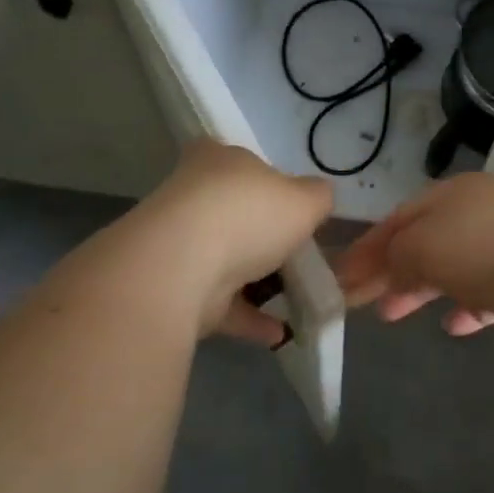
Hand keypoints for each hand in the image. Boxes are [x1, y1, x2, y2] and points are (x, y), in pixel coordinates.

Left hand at [140, 141, 332, 343]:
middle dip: (262, 232)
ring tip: (296, 296)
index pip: (238, 160)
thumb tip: (319, 196)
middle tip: (298, 250)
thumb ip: (318, 197)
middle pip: (232, 211)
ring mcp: (178, 244)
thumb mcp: (306, 199)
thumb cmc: (248, 215)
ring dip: (257, 279)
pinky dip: (249, 317)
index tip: (288, 201)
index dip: (265, 178)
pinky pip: (221, 302)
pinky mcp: (174, 290)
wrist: (180, 269)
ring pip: (226, 259)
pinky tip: (281, 332)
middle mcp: (191, 195)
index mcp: (217, 160)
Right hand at [336, 173, 493, 343]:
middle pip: (428, 239)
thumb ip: (396, 256)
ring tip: (399, 313)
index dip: (368, 247)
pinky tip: (457, 325)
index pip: (400, 217)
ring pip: (459, 264)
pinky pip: (492, 290)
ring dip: (427, 288)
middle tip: (367, 302)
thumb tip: (386, 268)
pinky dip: (469, 305)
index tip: (342, 280)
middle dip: (394, 269)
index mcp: (454, 193)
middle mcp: (484, 209)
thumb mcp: (423, 246)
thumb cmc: (484, 248)